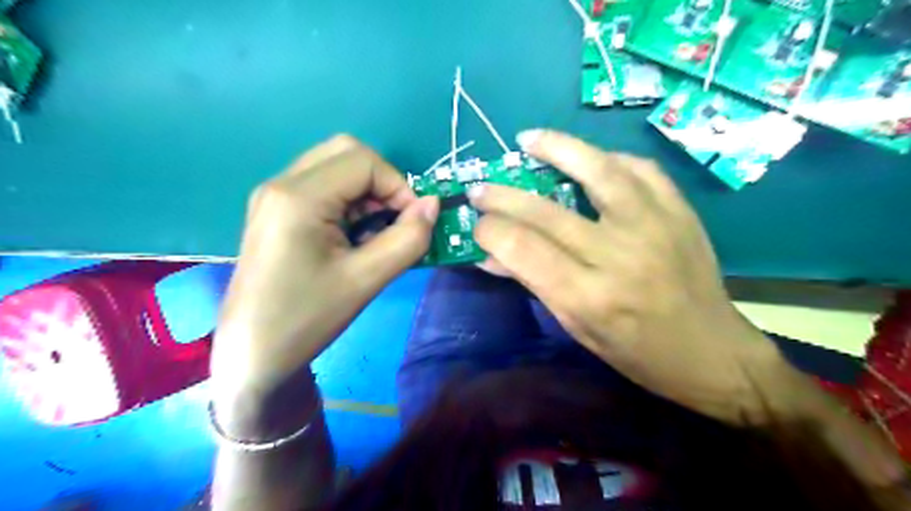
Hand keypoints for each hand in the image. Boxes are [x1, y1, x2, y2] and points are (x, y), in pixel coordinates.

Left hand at [214, 134, 440, 408]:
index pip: (364, 161)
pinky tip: (353, 237)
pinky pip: (323, 187)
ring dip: (367, 192)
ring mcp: (275, 196)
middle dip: (382, 182)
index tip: (412, 222)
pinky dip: (350, 202)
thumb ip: (408, 239)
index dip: (399, 185)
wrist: (253, 354)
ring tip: (375, 233)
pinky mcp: (277, 211)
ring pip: (336, 167)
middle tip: (393, 221)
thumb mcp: (366, 280)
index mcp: (298, 197)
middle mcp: (282, 184)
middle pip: (347, 153)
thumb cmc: (307, 319)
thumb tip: (433, 205)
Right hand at [469, 129, 790, 425]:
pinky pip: (638, 169)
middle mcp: (618, 255)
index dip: (491, 230)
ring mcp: (653, 226)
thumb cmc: (635, 351)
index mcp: (589, 296)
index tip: (476, 223)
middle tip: (481, 187)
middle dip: (503, 196)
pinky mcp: (679, 211)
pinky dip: (607, 158)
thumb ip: (533, 284)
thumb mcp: (576, 327)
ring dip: (556, 149)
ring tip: (528, 139)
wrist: (712, 351)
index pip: (523, 249)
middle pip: (546, 211)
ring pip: (597, 171)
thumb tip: (489, 255)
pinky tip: (588, 157)